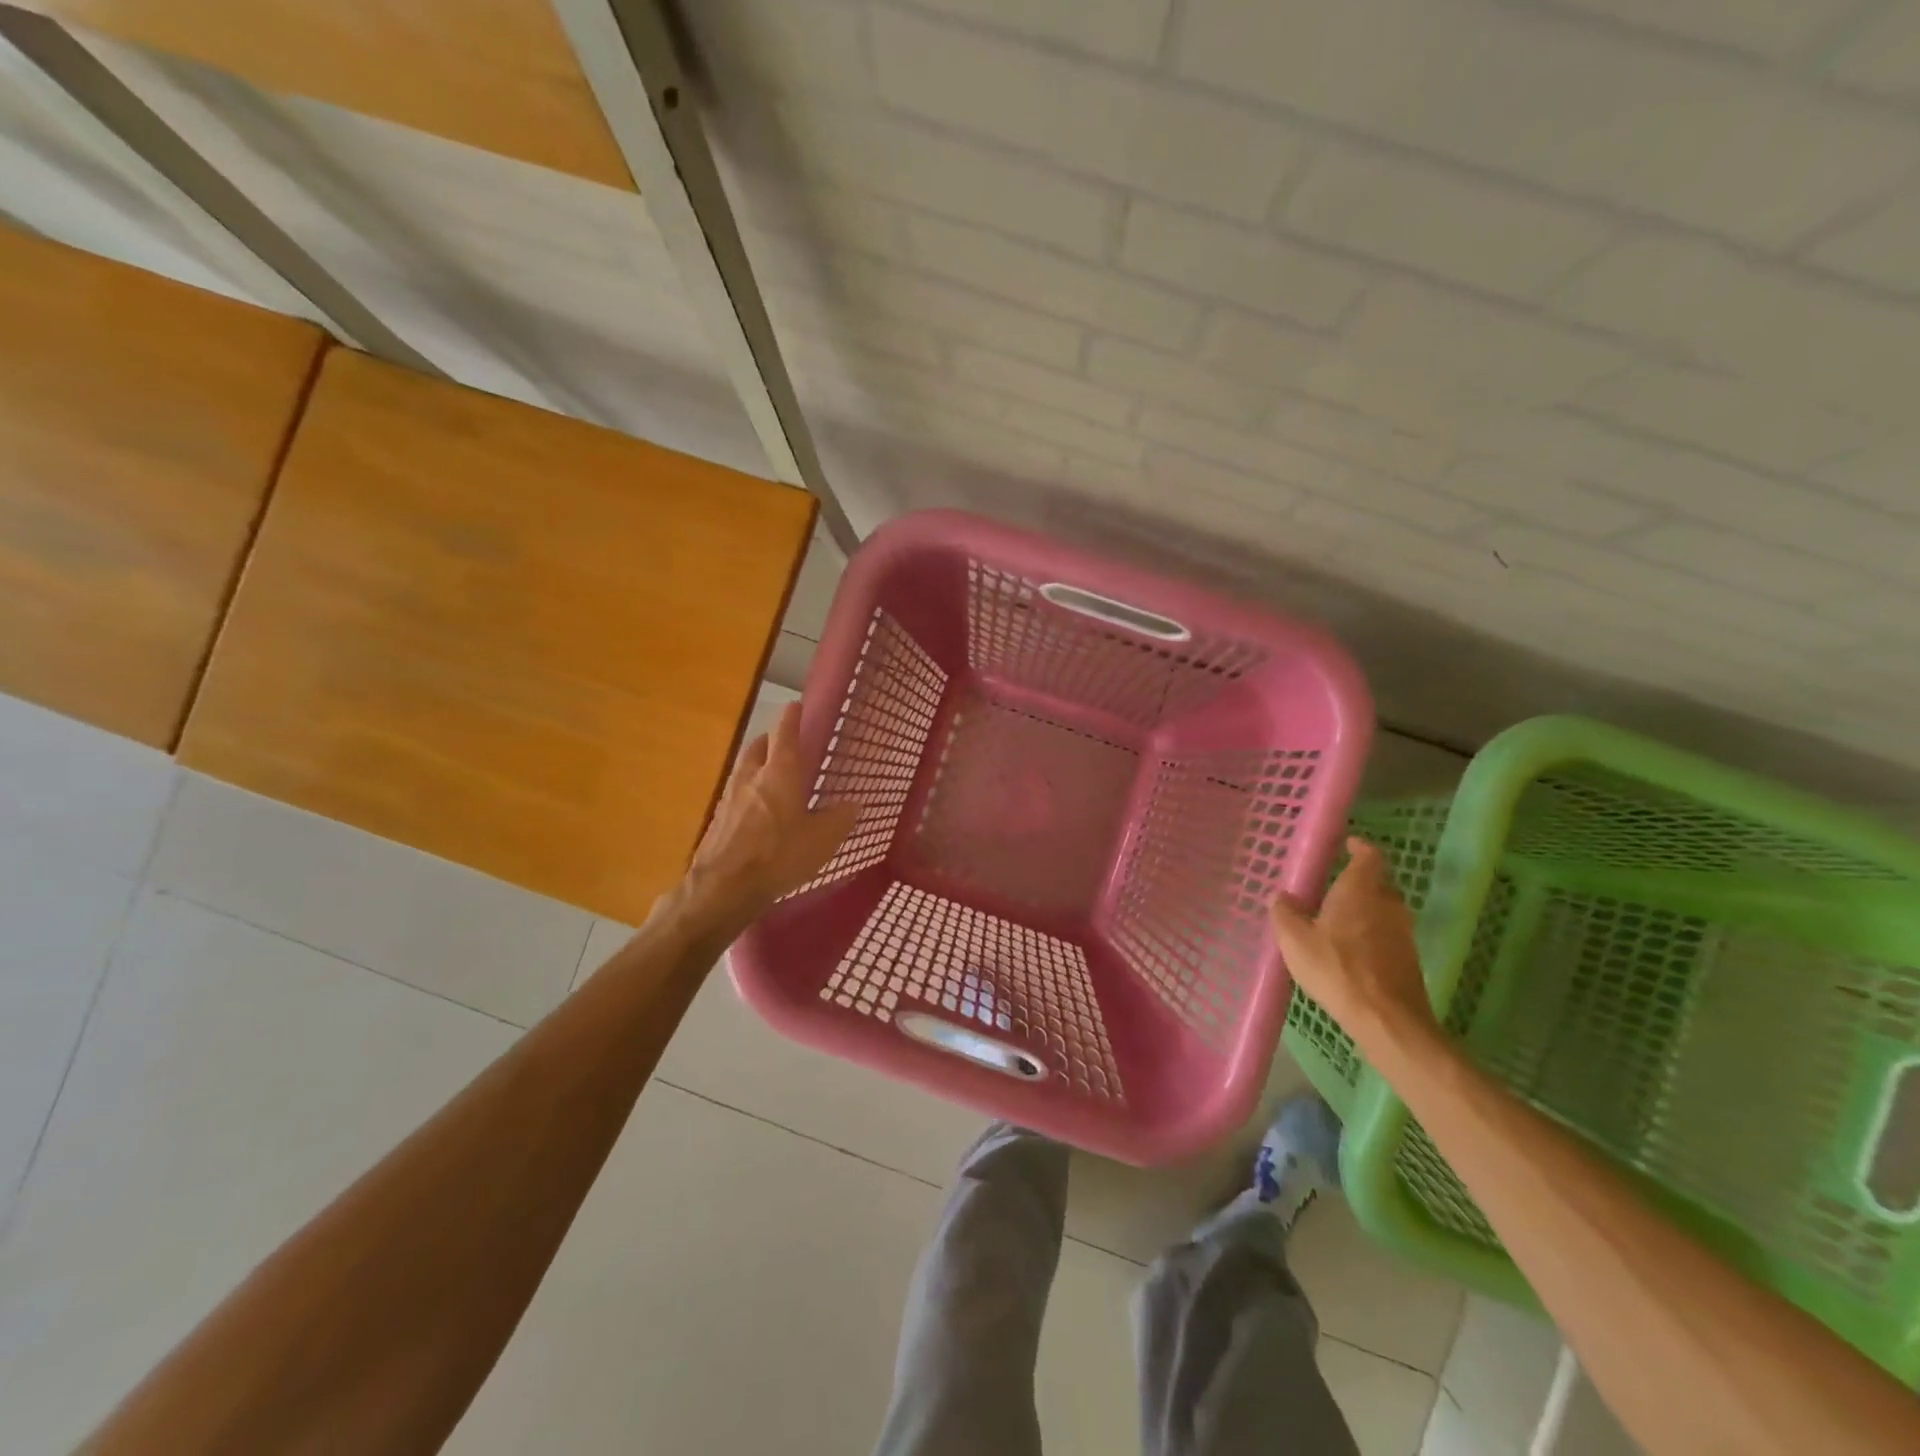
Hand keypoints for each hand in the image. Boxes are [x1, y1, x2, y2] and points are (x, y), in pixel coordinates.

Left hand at [669, 702, 858, 936]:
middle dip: (770, 740)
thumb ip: (838, 819)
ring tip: (769, 774)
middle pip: (758, 747)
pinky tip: (755, 810)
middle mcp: (751, 777)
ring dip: (756, 765)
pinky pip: (735, 795)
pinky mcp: (717, 821)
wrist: (723, 887)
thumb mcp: (821, 840)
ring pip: (744, 770)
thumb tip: (853, 804)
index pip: (785, 735)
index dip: (791, 718)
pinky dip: (747, 793)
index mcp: (780, 773)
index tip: (794, 706)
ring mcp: (729, 798)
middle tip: (782, 742)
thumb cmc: (779, 855)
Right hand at [1270, 837, 1441, 1053]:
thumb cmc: (1336, 968)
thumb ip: (1285, 912)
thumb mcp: (1294, 940)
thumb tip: (1283, 896)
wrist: (1386, 1019)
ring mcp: (1402, 932)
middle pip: (1377, 882)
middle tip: (1332, 887)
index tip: (1348, 844)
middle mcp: (1387, 903)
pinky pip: (1387, 933)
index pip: (1368, 856)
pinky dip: (1371, 933)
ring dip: (1364, 909)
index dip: (1359, 847)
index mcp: (1360, 889)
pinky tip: (1350, 950)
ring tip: (1337, 920)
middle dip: (1358, 881)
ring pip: (1383, 909)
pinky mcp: (1408, 958)